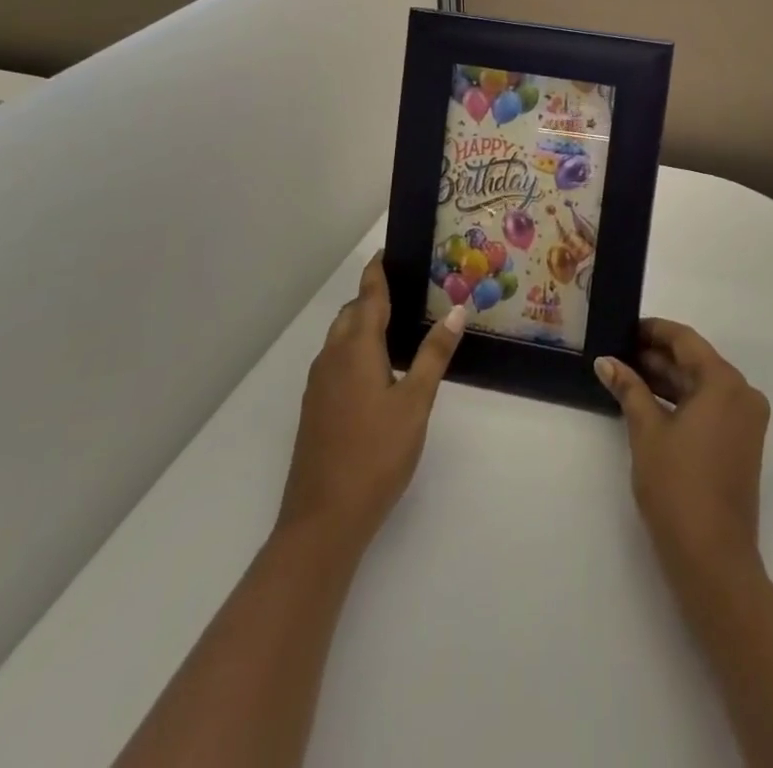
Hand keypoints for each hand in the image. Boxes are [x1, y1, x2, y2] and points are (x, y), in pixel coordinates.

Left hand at [277, 252, 465, 556]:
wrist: (323, 520)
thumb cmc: (376, 454)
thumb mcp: (415, 402)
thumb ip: (434, 354)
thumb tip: (457, 310)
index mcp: (356, 350)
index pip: (369, 296)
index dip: (378, 271)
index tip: (388, 251)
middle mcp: (332, 358)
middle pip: (351, 314)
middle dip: (373, 296)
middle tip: (407, 290)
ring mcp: (319, 385)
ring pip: (340, 338)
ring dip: (363, 323)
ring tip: (397, 324)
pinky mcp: (315, 409)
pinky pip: (336, 361)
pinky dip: (356, 348)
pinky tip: (378, 368)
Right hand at [594, 319, 769, 579]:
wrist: (713, 559)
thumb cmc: (677, 487)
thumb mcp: (646, 432)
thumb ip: (628, 389)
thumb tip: (605, 361)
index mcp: (725, 382)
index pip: (685, 340)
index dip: (653, 330)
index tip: (624, 328)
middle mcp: (742, 393)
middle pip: (695, 361)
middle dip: (656, 357)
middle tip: (618, 353)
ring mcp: (745, 420)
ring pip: (701, 385)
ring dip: (666, 379)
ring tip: (626, 375)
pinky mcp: (741, 443)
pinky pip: (709, 407)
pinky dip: (681, 402)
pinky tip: (648, 402)